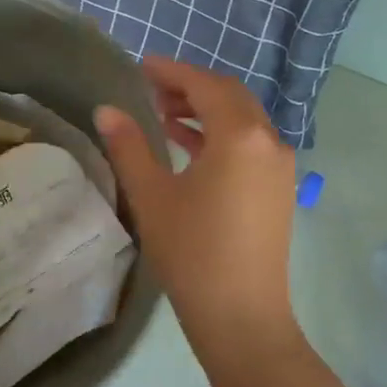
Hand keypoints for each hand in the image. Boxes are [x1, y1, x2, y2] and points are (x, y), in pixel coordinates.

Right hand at [95, 56, 299, 368]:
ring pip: (242, 119)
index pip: (204, 85)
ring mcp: (279, 167)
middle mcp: (268, 141)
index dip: (171, 72)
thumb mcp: (152, 195)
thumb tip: (106, 110)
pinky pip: (250, 144)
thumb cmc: (192, 252)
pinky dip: (220, 135)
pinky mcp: (279, 189)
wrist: (242, 318)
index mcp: (240, 135)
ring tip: (163, 114)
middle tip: (150, 89)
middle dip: (190, 86)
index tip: (141, 67)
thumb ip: (129, 146)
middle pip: (229, 96)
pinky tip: (189, 146)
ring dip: (206, 110)